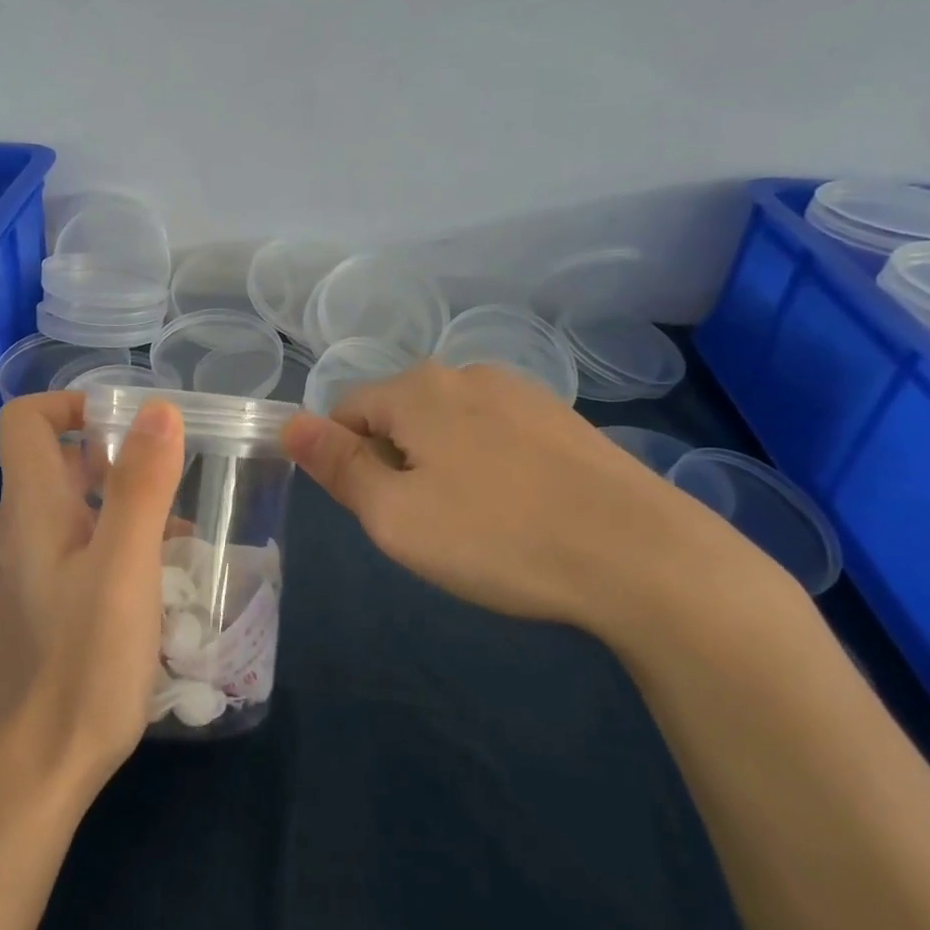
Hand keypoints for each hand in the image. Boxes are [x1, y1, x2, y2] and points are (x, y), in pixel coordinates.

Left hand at [0, 391, 185, 805]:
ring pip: (69, 514)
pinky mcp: (30, 612)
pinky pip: (69, 556)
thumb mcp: (125, 568)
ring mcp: (17, 575)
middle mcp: (13, 532)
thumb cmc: (80, 664)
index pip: (27, 420)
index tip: (130, 422)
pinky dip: (109, 551)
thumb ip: (142, 485)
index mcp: (29, 508)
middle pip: (57, 465)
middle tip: (173, 486)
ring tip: (179, 543)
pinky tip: (151, 591)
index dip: (73, 404)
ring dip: (121, 511)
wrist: (27, 774)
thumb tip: (159, 408)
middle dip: (116, 461)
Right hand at [282, 361, 757, 637]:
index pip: (347, 411)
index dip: (347, 462)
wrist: (639, 555)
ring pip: (449, 425)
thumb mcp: (395, 515)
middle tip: (427, 524)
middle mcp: (465, 374)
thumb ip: (338, 466)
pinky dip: (489, 466)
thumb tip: (290, 424)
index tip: (380, 511)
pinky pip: (496, 435)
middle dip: (396, 463)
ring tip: (476, 522)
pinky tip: (520, 510)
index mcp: (417, 390)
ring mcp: (521, 392)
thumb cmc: (497, 537)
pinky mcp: (563, 418)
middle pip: (399, 415)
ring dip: (442, 465)